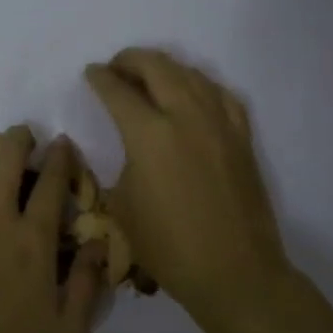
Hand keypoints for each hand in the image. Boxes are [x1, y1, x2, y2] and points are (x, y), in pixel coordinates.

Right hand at [84, 49, 294, 317]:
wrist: (234, 272)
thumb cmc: (168, 246)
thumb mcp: (123, 206)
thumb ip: (123, 164)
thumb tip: (131, 149)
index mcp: (149, 134)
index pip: (118, 91)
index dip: (100, 78)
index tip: (91, 73)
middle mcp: (185, 116)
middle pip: (156, 67)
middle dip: (130, 60)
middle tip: (116, 67)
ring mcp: (219, 123)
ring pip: (191, 73)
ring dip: (165, 67)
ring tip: (150, 76)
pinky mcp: (242, 136)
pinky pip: (220, 94)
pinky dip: (200, 85)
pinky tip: (192, 93)